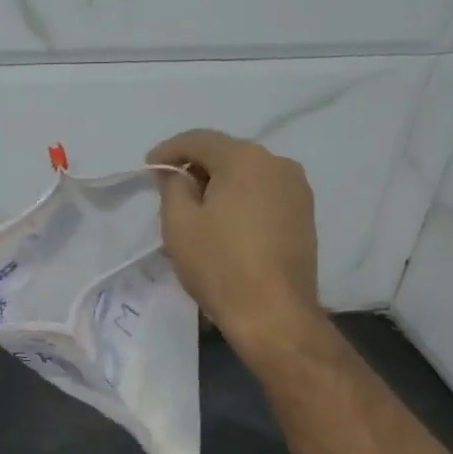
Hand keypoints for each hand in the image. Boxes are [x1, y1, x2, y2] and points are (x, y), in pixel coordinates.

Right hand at [147, 129, 323, 360]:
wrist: (274, 314)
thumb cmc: (220, 265)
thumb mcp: (179, 224)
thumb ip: (173, 188)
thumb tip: (176, 174)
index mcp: (246, 159)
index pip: (199, 140)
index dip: (168, 150)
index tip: (148, 169)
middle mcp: (278, 164)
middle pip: (227, 154)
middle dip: (195, 167)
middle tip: (169, 189)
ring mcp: (297, 190)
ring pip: (248, 174)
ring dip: (220, 184)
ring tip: (196, 209)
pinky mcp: (304, 215)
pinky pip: (264, 194)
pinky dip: (241, 199)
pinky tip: (225, 223)